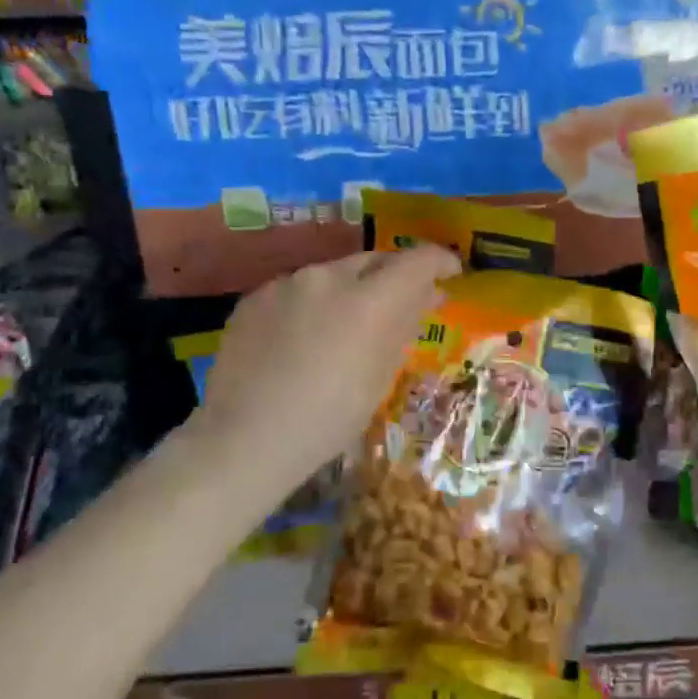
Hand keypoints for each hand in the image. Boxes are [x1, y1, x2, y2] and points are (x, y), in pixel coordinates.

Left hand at [188, 246, 460, 489]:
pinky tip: (304, 338)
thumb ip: (403, 325)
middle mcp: (329, 277)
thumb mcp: (380, 375)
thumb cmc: (330, 418)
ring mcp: (287, 283)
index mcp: (370, 299)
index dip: (439, 260)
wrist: (246, 437)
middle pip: (374, 261)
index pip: (417, 261)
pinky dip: (313, 304)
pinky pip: (296, 290)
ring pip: (333, 274)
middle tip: (403, 302)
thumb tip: (425, 295)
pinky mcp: (255, 298)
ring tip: (348, 325)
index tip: (451, 271)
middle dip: (393, 276)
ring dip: (350, 290)